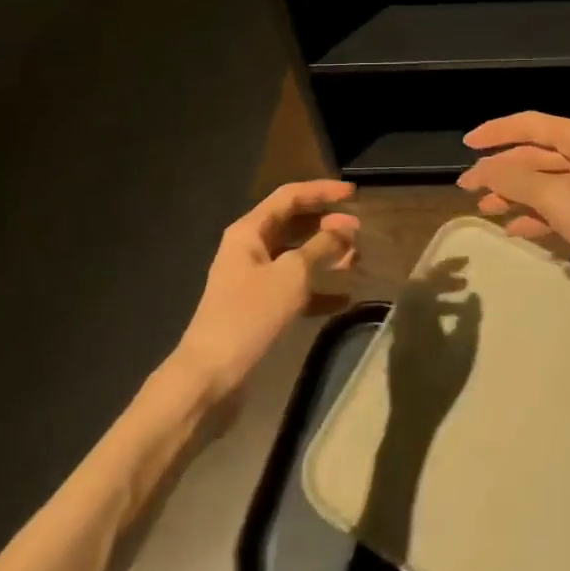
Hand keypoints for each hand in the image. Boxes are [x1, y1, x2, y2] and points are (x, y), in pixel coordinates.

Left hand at [175, 180, 359, 399]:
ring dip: (326, 256)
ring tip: (357, 260)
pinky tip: (344, 299)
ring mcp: (254, 280)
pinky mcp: (260, 309)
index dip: (322, 191)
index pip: (290, 197)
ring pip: (296, 257)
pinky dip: (318, 290)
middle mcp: (250, 249)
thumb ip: (322, 246)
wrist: (210, 378)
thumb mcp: (292, 275)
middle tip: (359, 230)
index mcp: (249, 231)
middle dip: (327, 225)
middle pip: (294, 224)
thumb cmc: (249, 315)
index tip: (354, 194)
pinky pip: (294, 289)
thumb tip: (346, 226)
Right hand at [456, 113, 569, 292]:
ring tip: (485, 209)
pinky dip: (537, 214)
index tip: (466, 145)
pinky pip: (560, 204)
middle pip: (535, 153)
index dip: (495, 133)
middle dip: (501, 170)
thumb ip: (515, 180)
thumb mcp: (556, 198)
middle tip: (467, 187)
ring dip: (515, 194)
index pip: (528, 124)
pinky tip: (515, 229)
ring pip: (545, 181)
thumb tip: (482, 168)